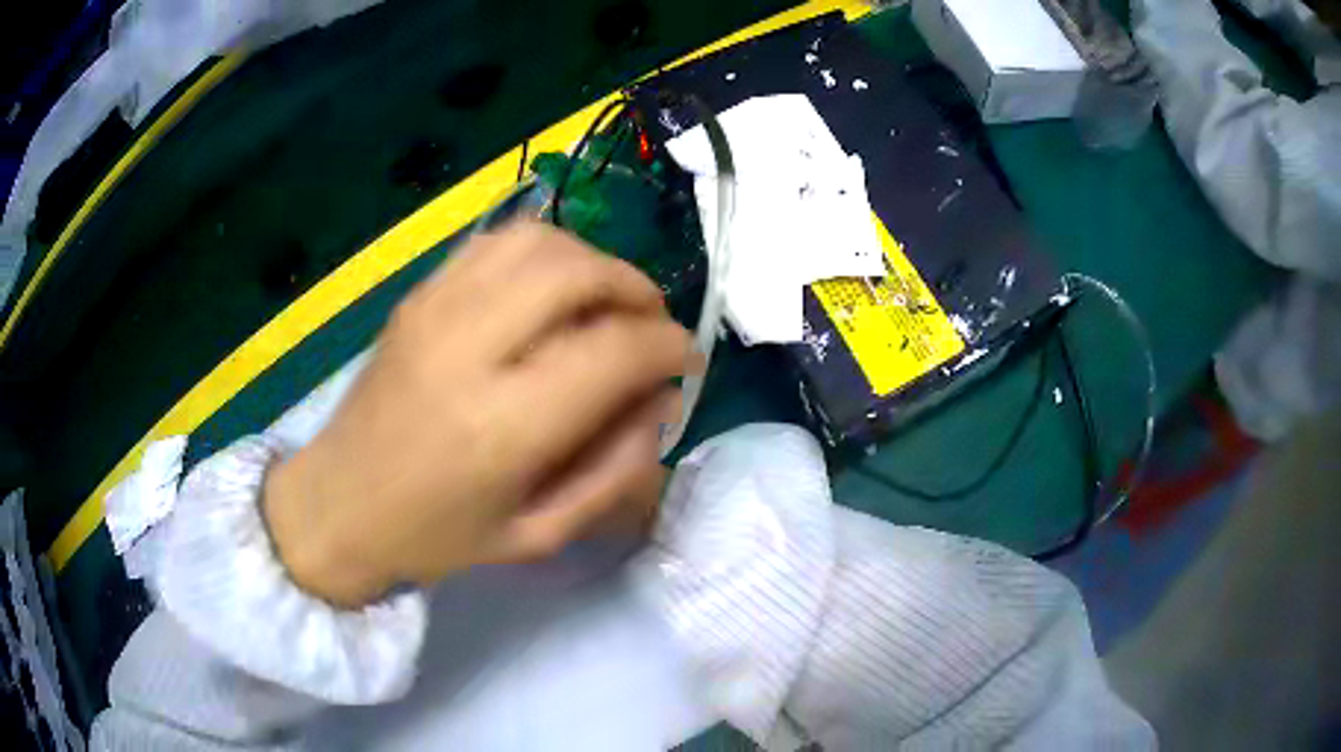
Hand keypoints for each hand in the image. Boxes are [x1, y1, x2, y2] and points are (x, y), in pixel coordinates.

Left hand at [263, 222, 691, 607]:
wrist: (339, 504)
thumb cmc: (437, 536)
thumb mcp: (539, 535)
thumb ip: (614, 471)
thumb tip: (660, 401)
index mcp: (502, 426)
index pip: (614, 351)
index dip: (668, 347)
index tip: (685, 362)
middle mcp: (468, 349)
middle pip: (578, 273)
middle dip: (637, 290)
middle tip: (652, 326)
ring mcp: (435, 309)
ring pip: (539, 242)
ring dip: (593, 262)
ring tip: (608, 303)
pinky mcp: (418, 294)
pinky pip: (496, 243)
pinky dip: (544, 252)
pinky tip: (552, 289)